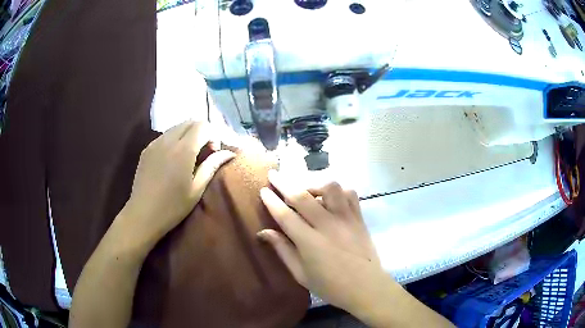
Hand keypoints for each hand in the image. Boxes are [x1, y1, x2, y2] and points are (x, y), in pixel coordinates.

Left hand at [123, 121, 234, 246]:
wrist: (143, 214)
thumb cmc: (173, 206)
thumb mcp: (197, 188)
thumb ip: (212, 165)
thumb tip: (229, 153)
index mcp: (183, 150)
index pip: (203, 125)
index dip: (213, 135)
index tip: (212, 153)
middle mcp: (168, 140)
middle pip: (190, 122)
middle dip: (202, 132)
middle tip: (203, 152)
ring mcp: (155, 143)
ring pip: (177, 126)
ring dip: (188, 134)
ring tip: (188, 155)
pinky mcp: (147, 148)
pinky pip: (165, 135)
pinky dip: (175, 139)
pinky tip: (173, 159)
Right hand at [258, 170, 383, 311]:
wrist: (366, 287)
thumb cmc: (330, 286)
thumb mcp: (301, 274)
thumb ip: (283, 250)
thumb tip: (263, 232)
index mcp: (309, 242)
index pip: (285, 215)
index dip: (271, 201)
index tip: (263, 190)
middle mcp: (327, 225)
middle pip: (302, 196)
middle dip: (284, 183)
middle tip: (273, 175)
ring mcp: (346, 219)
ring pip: (330, 188)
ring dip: (314, 185)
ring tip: (307, 192)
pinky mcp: (359, 218)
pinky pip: (350, 194)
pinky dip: (338, 191)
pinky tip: (331, 199)